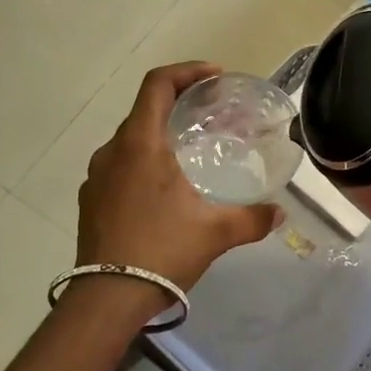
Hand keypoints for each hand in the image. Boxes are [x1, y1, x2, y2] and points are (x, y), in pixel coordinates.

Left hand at [75, 63, 282, 301]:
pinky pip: (119, 165)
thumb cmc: (161, 252)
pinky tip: (164, 188)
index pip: (158, 84)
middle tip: (210, 113)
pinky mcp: (90, 200)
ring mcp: (97, 176)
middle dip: (179, 102)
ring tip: (189, 150)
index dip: (187, 71)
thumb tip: (279, 213)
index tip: (214, 77)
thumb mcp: (215, 233)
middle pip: (145, 108)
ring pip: (131, 139)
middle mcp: (113, 151)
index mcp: (141, 144)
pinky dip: (143, 161)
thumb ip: (251, 218)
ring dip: (160, 134)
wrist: (105, 300)